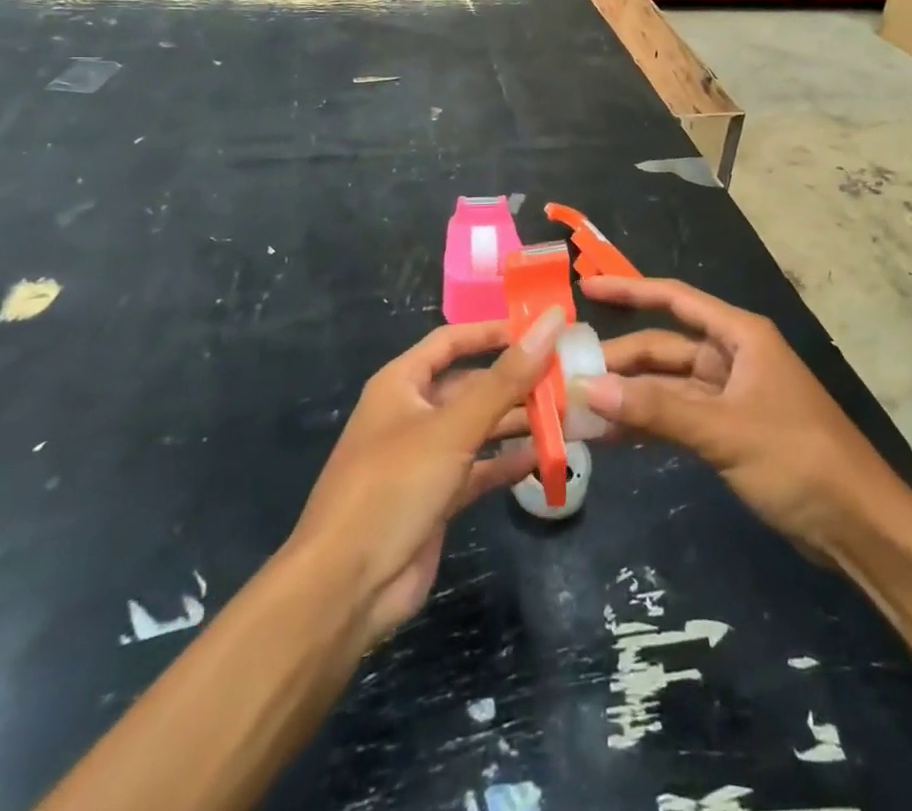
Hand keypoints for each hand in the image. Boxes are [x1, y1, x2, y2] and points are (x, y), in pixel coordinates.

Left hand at [287, 309, 564, 650]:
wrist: (345, 589)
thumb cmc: (393, 487)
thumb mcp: (453, 427)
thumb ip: (505, 379)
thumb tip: (550, 323)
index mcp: (402, 384)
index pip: (452, 341)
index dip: (493, 332)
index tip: (540, 331)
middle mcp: (412, 413)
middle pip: (471, 386)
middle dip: (515, 382)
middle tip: (567, 379)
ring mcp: (424, 458)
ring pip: (478, 428)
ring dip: (517, 422)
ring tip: (566, 416)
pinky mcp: (436, 498)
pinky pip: (478, 469)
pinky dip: (507, 463)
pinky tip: (544, 458)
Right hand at [579, 276, 907, 561]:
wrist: (858, 525)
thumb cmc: (798, 458)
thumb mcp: (724, 430)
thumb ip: (657, 409)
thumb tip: (588, 387)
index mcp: (740, 337)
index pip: (676, 300)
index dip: (631, 291)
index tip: (587, 288)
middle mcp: (732, 358)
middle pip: (664, 349)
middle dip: (619, 362)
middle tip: (566, 375)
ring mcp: (729, 397)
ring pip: (666, 387)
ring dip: (628, 397)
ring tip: (576, 408)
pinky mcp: (728, 433)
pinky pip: (677, 418)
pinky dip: (648, 424)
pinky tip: (611, 436)